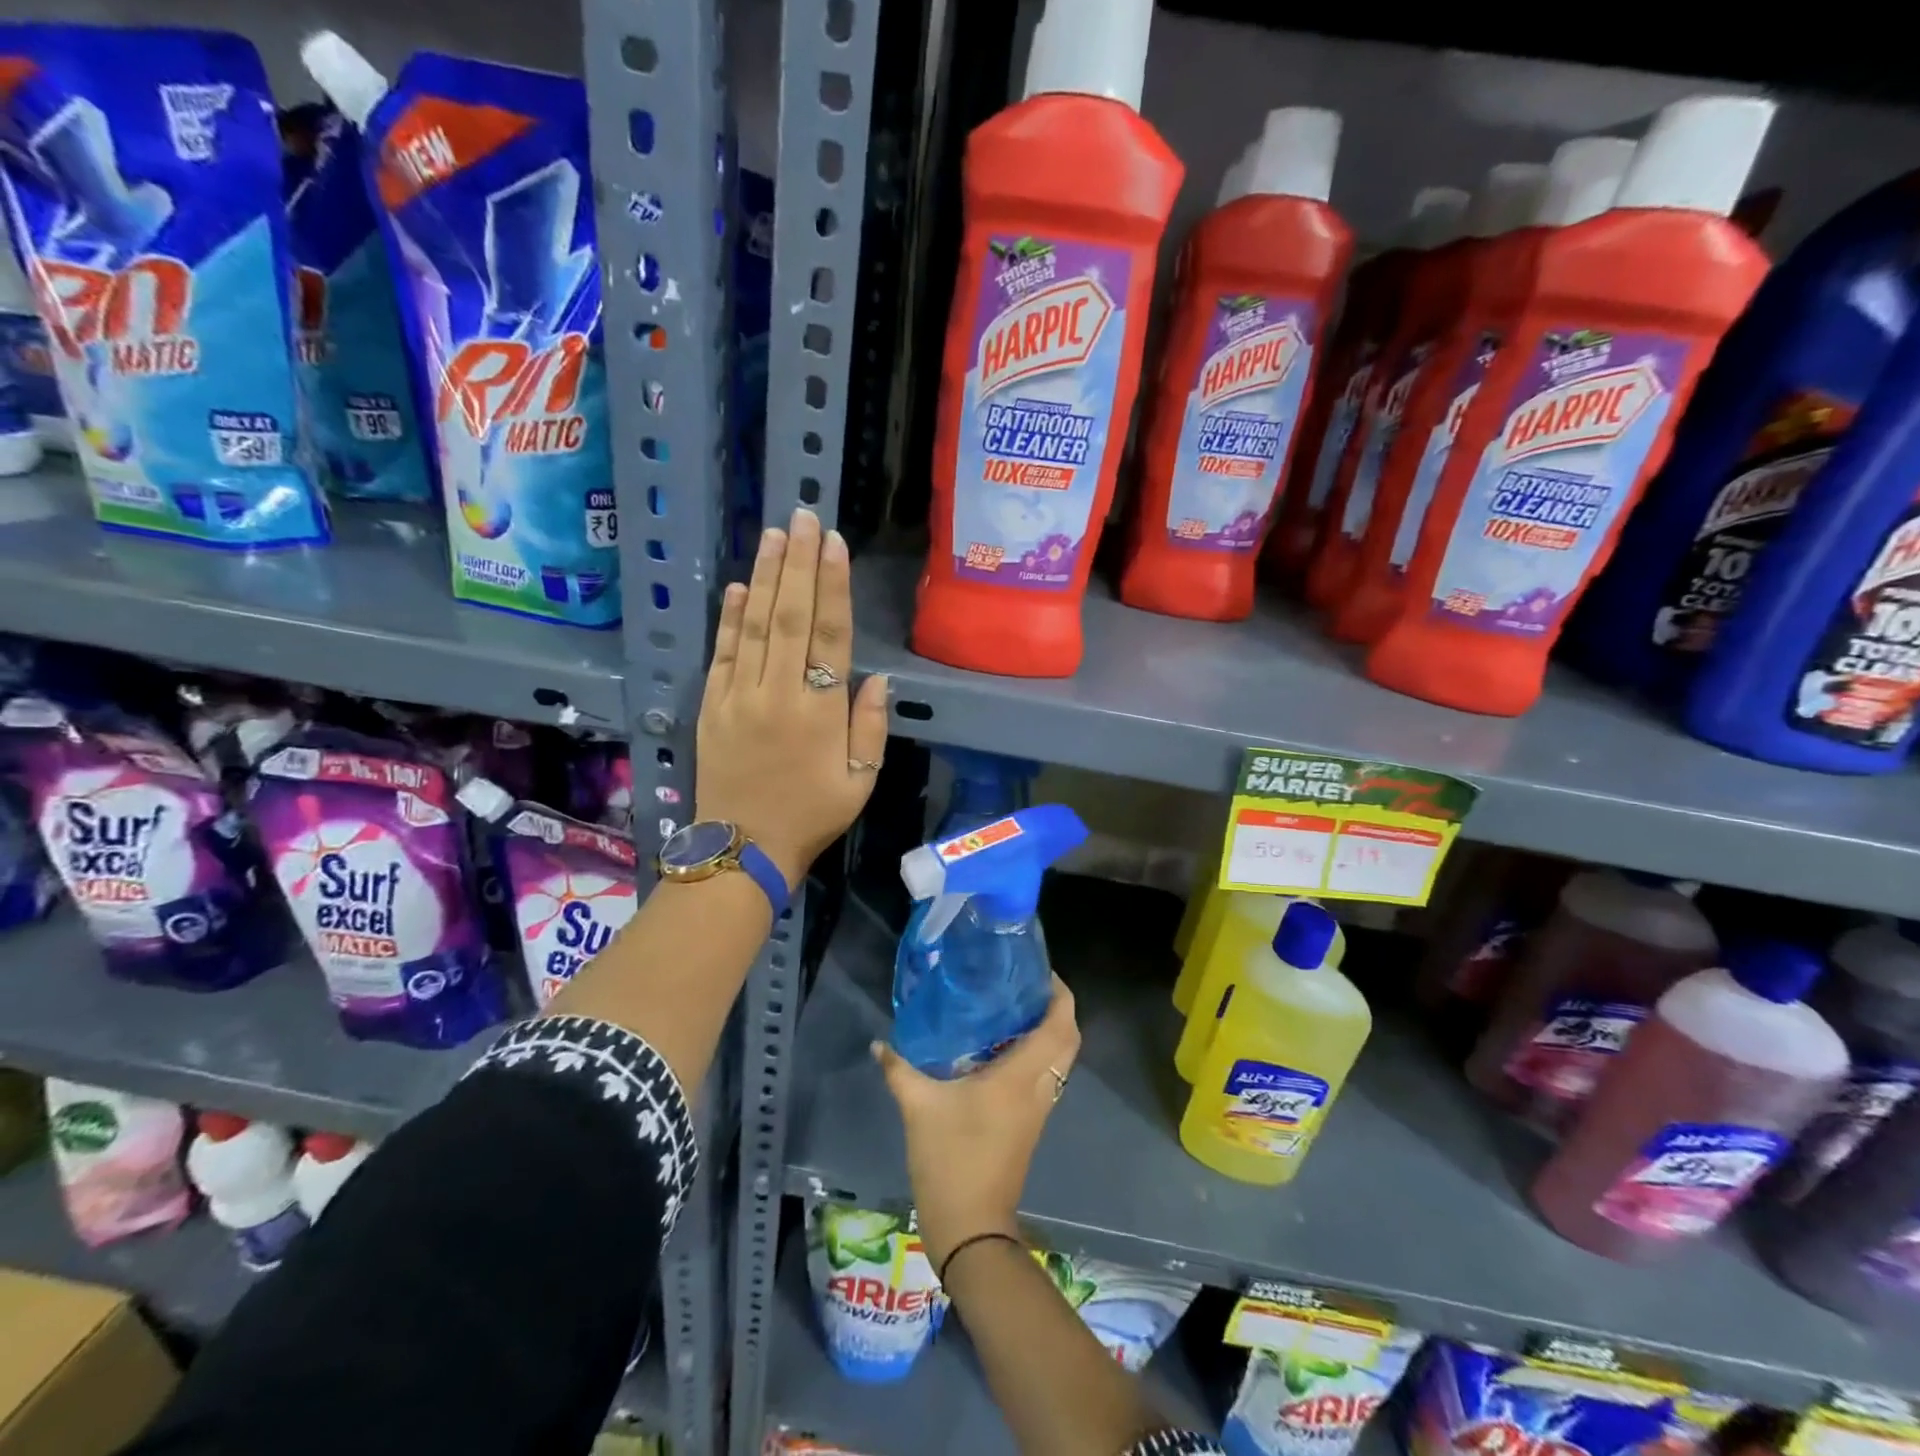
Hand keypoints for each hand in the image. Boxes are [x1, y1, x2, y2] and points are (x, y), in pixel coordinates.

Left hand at [698, 507, 888, 886]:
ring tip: (774, 535)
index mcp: (819, 711)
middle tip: (803, 517)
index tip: (833, 545)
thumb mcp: (860, 781)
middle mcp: (777, 693)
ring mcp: (738, 697)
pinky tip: (737, 587)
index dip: (832, 587)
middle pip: (789, 617)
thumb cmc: (811, 815)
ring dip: (764, 577)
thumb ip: (870, 726)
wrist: (743, 848)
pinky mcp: (711, 706)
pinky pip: (721, 653)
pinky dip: (729, 618)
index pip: (828, 635)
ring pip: (753, 626)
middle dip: (798, 563)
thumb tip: (874, 677)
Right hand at [871, 979, 1080, 1269]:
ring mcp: (1038, 1108)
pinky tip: (1003, 1048)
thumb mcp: (918, 1106)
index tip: (1040, 971)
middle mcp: (1038, 1088)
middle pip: (1068, 1039)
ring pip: (1060, 1059)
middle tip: (1026, 985)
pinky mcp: (1031, 1123)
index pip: (1059, 1026)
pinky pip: (1046, 1076)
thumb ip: (899, 1068)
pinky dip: (1039, 1054)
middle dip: (1058, 1008)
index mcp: (1021, 1076)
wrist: (970, 1226)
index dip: (1060, 994)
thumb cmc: (950, 1158)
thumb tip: (879, 1042)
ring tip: (1014, 1007)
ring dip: (1050, 1031)